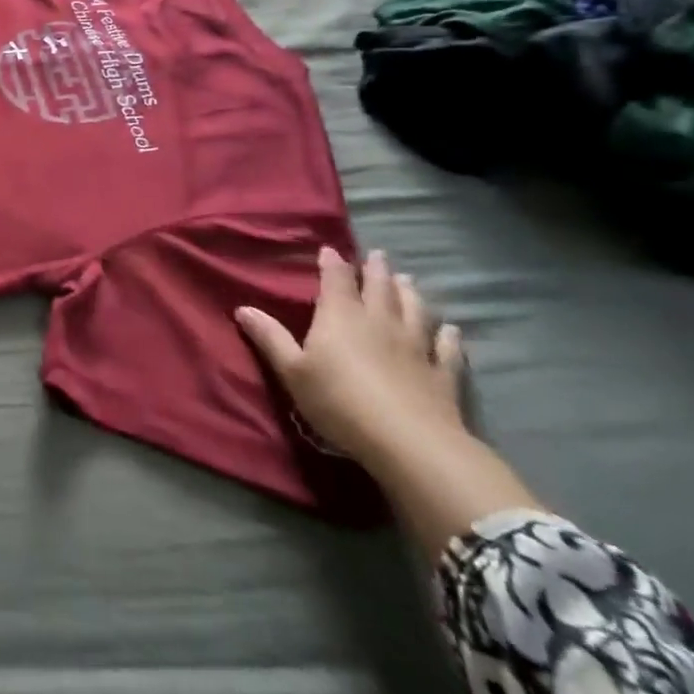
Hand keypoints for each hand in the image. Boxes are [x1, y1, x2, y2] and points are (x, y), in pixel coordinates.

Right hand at [235, 247, 466, 467]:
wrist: (409, 443)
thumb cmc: (339, 401)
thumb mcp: (293, 371)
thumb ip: (270, 338)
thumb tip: (243, 308)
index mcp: (341, 316)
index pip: (336, 279)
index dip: (332, 263)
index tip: (330, 250)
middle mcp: (379, 321)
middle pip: (379, 287)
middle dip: (376, 270)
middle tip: (378, 255)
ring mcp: (415, 346)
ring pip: (414, 310)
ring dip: (410, 293)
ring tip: (407, 280)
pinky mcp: (442, 374)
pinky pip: (447, 348)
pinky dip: (448, 336)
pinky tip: (451, 329)